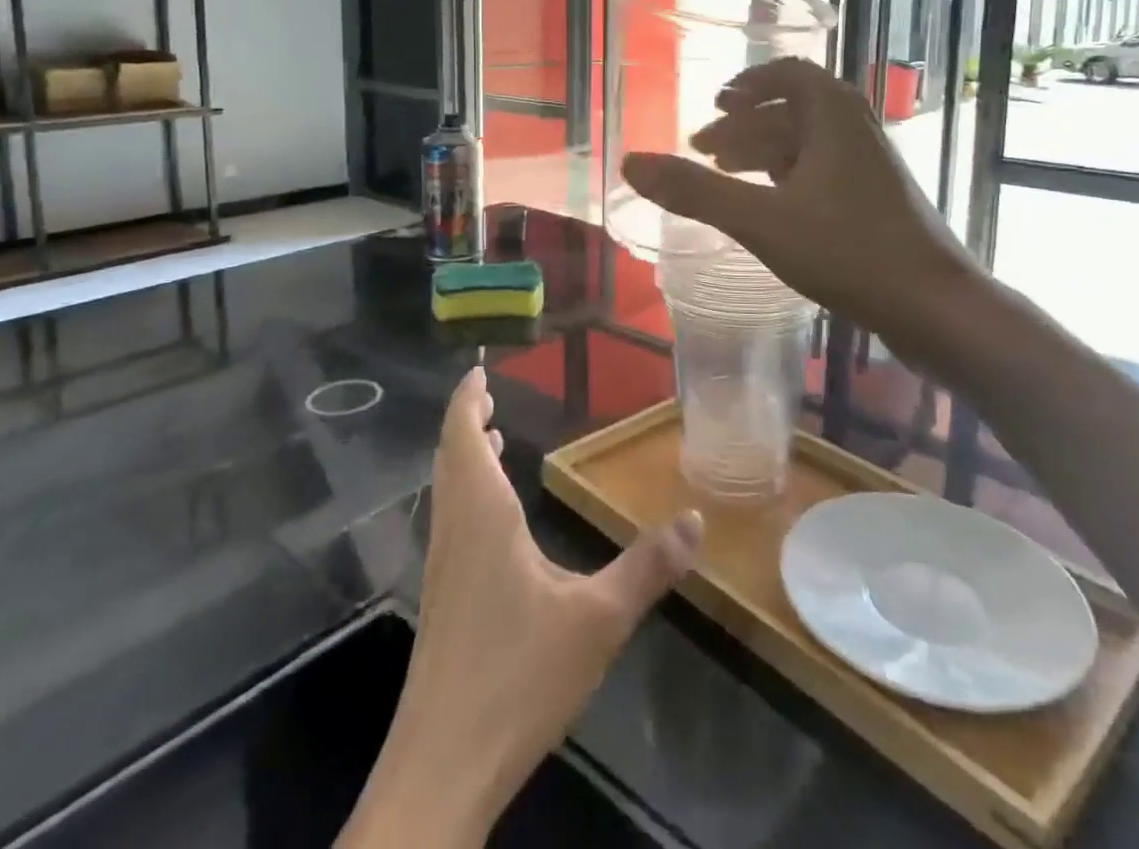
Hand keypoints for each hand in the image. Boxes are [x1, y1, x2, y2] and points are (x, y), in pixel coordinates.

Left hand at [339, 367, 701, 847]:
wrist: (443, 767)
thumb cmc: (518, 676)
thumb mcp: (598, 619)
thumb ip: (647, 566)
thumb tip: (696, 518)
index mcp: (482, 516)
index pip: (461, 436)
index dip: (466, 399)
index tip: (477, 370)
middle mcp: (455, 530)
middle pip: (449, 456)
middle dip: (466, 420)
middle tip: (488, 396)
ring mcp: (443, 567)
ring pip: (448, 489)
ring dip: (464, 456)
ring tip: (491, 438)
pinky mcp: (443, 601)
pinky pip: (452, 519)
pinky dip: (467, 491)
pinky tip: (492, 517)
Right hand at [621, 57, 974, 342]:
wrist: (936, 306)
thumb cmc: (849, 251)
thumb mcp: (761, 220)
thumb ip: (695, 191)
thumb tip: (630, 162)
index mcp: (833, 114)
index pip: (789, 74)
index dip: (749, 84)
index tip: (715, 103)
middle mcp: (855, 129)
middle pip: (792, 111)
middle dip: (744, 126)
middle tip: (703, 151)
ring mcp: (870, 166)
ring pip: (806, 145)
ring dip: (763, 153)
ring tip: (725, 175)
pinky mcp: (876, 201)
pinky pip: (821, 172)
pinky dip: (786, 178)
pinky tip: (768, 206)